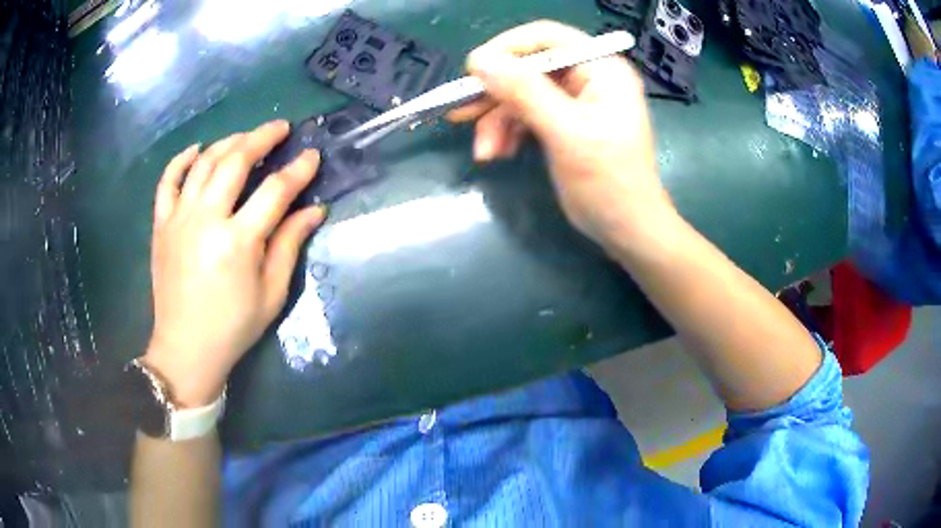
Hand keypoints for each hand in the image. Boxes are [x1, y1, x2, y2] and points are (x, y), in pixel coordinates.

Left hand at [145, 120, 324, 407]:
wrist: (185, 349)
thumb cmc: (233, 327)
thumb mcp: (271, 293)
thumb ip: (290, 245)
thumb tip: (314, 210)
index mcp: (238, 242)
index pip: (274, 191)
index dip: (297, 170)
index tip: (312, 155)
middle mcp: (206, 220)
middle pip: (235, 161)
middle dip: (261, 137)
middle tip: (280, 128)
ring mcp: (179, 219)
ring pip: (203, 162)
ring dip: (228, 141)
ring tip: (246, 137)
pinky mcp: (161, 224)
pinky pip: (168, 181)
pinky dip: (182, 159)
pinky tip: (197, 149)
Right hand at [448, 21, 673, 251]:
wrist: (627, 231)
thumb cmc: (608, 183)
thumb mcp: (566, 133)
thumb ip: (524, 92)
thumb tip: (478, 60)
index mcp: (601, 68)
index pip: (546, 37)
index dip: (506, 48)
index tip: (472, 71)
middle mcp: (589, 77)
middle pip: (529, 67)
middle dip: (496, 94)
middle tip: (461, 114)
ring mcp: (576, 100)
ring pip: (522, 94)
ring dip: (497, 120)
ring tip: (485, 152)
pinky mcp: (565, 122)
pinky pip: (526, 115)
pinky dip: (508, 132)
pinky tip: (497, 153)